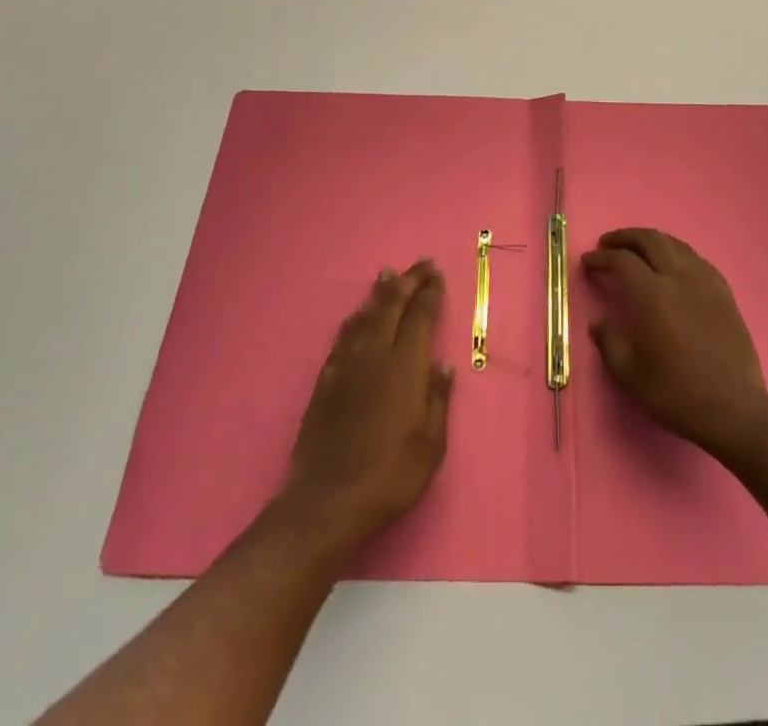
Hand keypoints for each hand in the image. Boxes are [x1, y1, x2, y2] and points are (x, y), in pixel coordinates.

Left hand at [280, 261, 454, 551]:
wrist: (326, 502)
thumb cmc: (390, 477)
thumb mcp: (431, 445)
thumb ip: (437, 400)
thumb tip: (442, 365)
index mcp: (405, 367)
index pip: (420, 317)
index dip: (430, 293)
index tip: (437, 274)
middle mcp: (375, 356)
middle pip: (391, 306)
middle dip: (408, 282)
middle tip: (420, 265)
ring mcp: (346, 366)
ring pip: (365, 316)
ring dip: (379, 294)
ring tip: (388, 275)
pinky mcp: (325, 382)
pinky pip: (343, 337)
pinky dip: (354, 319)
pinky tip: (357, 316)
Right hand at [582, 228, 767, 457]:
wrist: (732, 407)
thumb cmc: (676, 392)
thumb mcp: (630, 374)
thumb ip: (609, 342)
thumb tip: (599, 323)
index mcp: (651, 294)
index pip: (621, 260)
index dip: (601, 258)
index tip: (588, 262)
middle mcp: (678, 277)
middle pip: (649, 239)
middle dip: (624, 237)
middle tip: (608, 245)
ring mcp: (704, 281)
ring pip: (675, 244)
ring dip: (651, 240)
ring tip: (638, 250)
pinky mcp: (724, 292)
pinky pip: (697, 259)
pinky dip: (677, 253)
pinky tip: (674, 267)